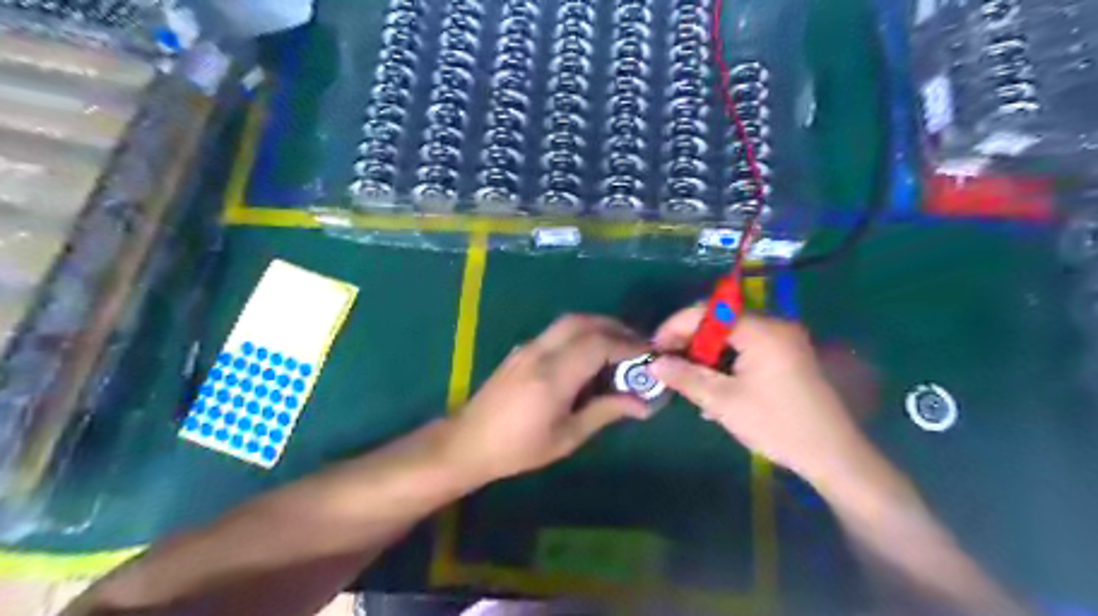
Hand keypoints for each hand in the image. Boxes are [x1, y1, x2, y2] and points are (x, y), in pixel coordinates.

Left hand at [447, 315, 648, 483]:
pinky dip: (581, 332)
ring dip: (598, 327)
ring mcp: (528, 347)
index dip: (628, 345)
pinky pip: (557, 331)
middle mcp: (541, 352)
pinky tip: (588, 355)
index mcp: (554, 375)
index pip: (599, 344)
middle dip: (615, 328)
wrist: (469, 441)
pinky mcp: (522, 350)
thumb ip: (605, 412)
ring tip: (618, 348)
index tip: (649, 354)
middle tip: (637, 346)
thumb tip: (643, 404)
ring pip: (569, 322)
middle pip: (584, 323)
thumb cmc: (519, 448)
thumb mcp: (567, 436)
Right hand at [645, 308, 871, 486]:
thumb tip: (654, 364)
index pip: (707, 312)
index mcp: (761, 331)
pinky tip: (714, 386)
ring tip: (687, 378)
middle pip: (720, 321)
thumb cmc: (776, 425)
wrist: (834, 455)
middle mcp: (774, 326)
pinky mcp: (789, 356)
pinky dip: (726, 361)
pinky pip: (748, 348)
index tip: (655, 348)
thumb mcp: (723, 402)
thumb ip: (685, 377)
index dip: (675, 326)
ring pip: (732, 336)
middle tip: (669, 364)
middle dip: (690, 341)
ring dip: (707, 354)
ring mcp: (784, 340)